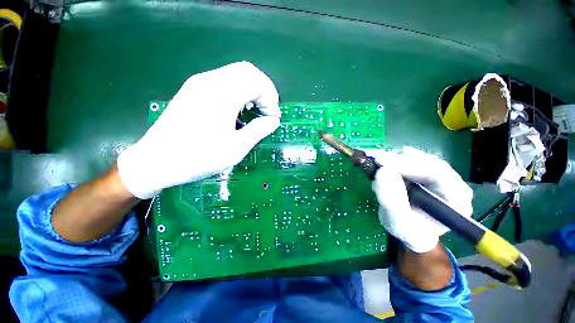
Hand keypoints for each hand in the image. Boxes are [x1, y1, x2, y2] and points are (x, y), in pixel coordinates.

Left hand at [118, 62, 280, 198]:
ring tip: (256, 110)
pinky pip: (224, 81)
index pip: (256, 81)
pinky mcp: (194, 90)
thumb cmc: (199, 157)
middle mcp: (210, 81)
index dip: (271, 98)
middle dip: (264, 90)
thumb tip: (273, 120)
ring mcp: (199, 83)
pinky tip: (239, 108)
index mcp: (221, 94)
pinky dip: (240, 90)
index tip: (273, 118)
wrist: (156, 162)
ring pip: (236, 74)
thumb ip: (259, 130)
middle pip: (247, 71)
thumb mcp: (236, 147)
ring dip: (252, 89)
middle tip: (268, 111)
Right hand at [371, 147, 472, 252]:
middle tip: (374, 158)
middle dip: (398, 160)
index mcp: (456, 201)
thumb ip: (391, 201)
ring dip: (395, 159)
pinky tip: (384, 160)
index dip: (406, 164)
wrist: (412, 232)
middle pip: (427, 163)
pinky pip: (413, 161)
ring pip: (419, 159)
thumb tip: (383, 171)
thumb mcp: (398, 222)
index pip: (436, 173)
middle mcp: (454, 185)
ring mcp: (442, 177)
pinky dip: (395, 160)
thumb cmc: (408, 231)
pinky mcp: (429, 173)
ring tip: (376, 160)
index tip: (380, 162)